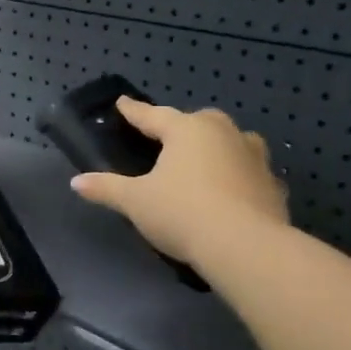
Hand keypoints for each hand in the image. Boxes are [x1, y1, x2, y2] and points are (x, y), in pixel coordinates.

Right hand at [69, 97, 288, 268]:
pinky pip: (249, 173)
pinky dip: (238, 177)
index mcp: (187, 130)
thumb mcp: (136, 201)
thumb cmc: (183, 212)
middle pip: (198, 122)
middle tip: (166, 138)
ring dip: (216, 148)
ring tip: (202, 162)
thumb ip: (107, 188)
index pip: (153, 115)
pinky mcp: (273, 185)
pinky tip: (230, 192)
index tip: (122, 103)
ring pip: (231, 142)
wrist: (246, 246)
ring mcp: (254, 157)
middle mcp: (224, 133)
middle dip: (182, 127)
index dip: (134, 111)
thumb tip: (76, 182)